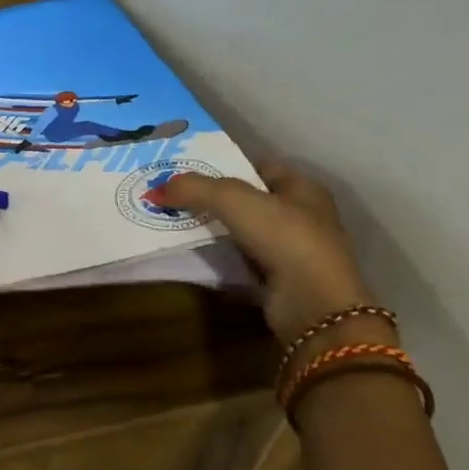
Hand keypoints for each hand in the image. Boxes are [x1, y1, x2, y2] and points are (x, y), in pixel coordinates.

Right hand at [158, 162, 380, 348]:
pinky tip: (194, 251)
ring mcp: (293, 250)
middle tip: (174, 195)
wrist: (313, 306)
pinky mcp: (280, 279)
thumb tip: (155, 189)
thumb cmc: (284, 238)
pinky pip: (241, 257)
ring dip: (214, 227)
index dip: (227, 164)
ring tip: (175, 220)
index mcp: (303, 188)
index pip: (260, 166)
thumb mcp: (233, 200)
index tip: (189, 169)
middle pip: (249, 198)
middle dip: (213, 197)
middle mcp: (303, 215)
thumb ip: (194, 188)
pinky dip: (220, 254)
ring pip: (243, 229)